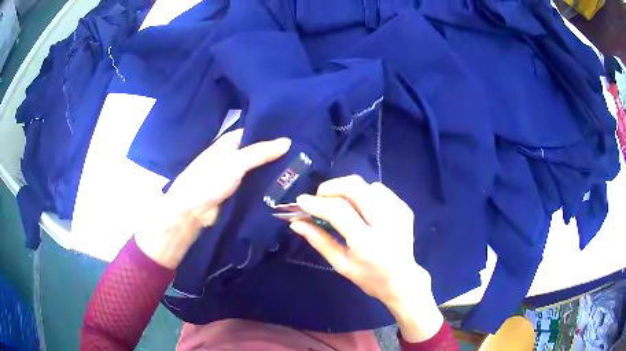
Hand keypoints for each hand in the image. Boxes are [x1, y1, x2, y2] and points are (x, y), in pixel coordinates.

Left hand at [135, 129, 290, 268]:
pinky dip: (269, 185)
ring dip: (275, 170)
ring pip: (260, 170)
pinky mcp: (240, 192)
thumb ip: (261, 152)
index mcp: (230, 142)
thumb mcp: (236, 162)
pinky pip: (257, 185)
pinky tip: (288, 184)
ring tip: (303, 167)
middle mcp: (234, 156)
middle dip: (277, 153)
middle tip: (305, 153)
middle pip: (259, 152)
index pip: (256, 132)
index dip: (273, 133)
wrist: (192, 211)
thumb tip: (288, 141)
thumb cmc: (209, 179)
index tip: (296, 134)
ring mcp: (237, 175)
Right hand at [291, 175, 442, 341]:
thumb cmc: (369, 277)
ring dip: (349, 191)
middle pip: (355, 187)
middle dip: (332, 187)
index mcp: (367, 243)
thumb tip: (296, 223)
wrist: (403, 280)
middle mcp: (386, 223)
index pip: (338, 211)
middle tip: (321, 198)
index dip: (317, 203)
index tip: (301, 201)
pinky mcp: (404, 208)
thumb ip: (319, 241)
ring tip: (342, 206)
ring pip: (367, 185)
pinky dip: (365, 194)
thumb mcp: (340, 265)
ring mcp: (398, 213)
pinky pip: (380, 189)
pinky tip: (362, 209)